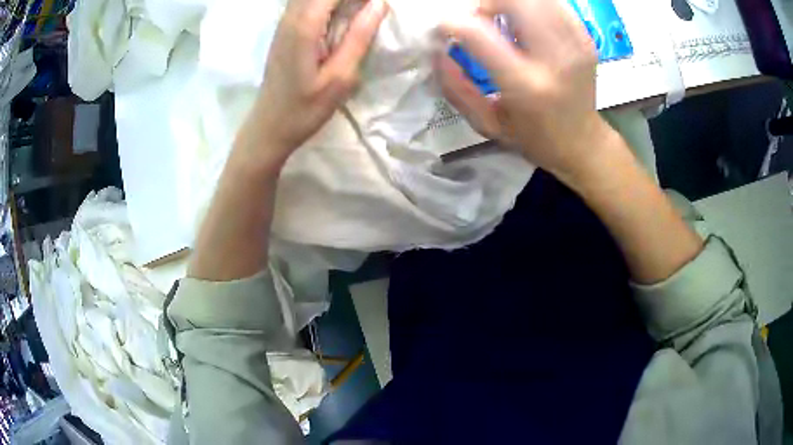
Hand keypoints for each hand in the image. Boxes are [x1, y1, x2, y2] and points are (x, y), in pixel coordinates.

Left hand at [249, 0, 387, 162]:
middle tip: (372, 7)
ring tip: (360, 9)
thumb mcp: (340, 77)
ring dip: (339, 1)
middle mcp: (291, 16)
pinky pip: (306, 3)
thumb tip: (379, 3)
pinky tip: (342, 13)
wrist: (269, 126)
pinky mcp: (284, 29)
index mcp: (304, 25)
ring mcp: (284, 21)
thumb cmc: (305, 108)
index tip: (379, 3)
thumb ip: (359, 36)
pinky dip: (328, 4)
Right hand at [436, 0, 616, 182]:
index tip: (445, 29)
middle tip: (481, 19)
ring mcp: (575, 44)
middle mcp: (554, 58)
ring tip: (504, 18)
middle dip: (486, 2)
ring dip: (510, 2)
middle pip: (514, 0)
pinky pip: (554, 3)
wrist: (583, 143)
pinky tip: (527, 22)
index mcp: (525, 85)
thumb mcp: (486, 124)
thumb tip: (437, 50)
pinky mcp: (586, 37)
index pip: (478, 32)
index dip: (452, 22)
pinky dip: (532, 5)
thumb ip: (456, 88)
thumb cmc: (533, 139)